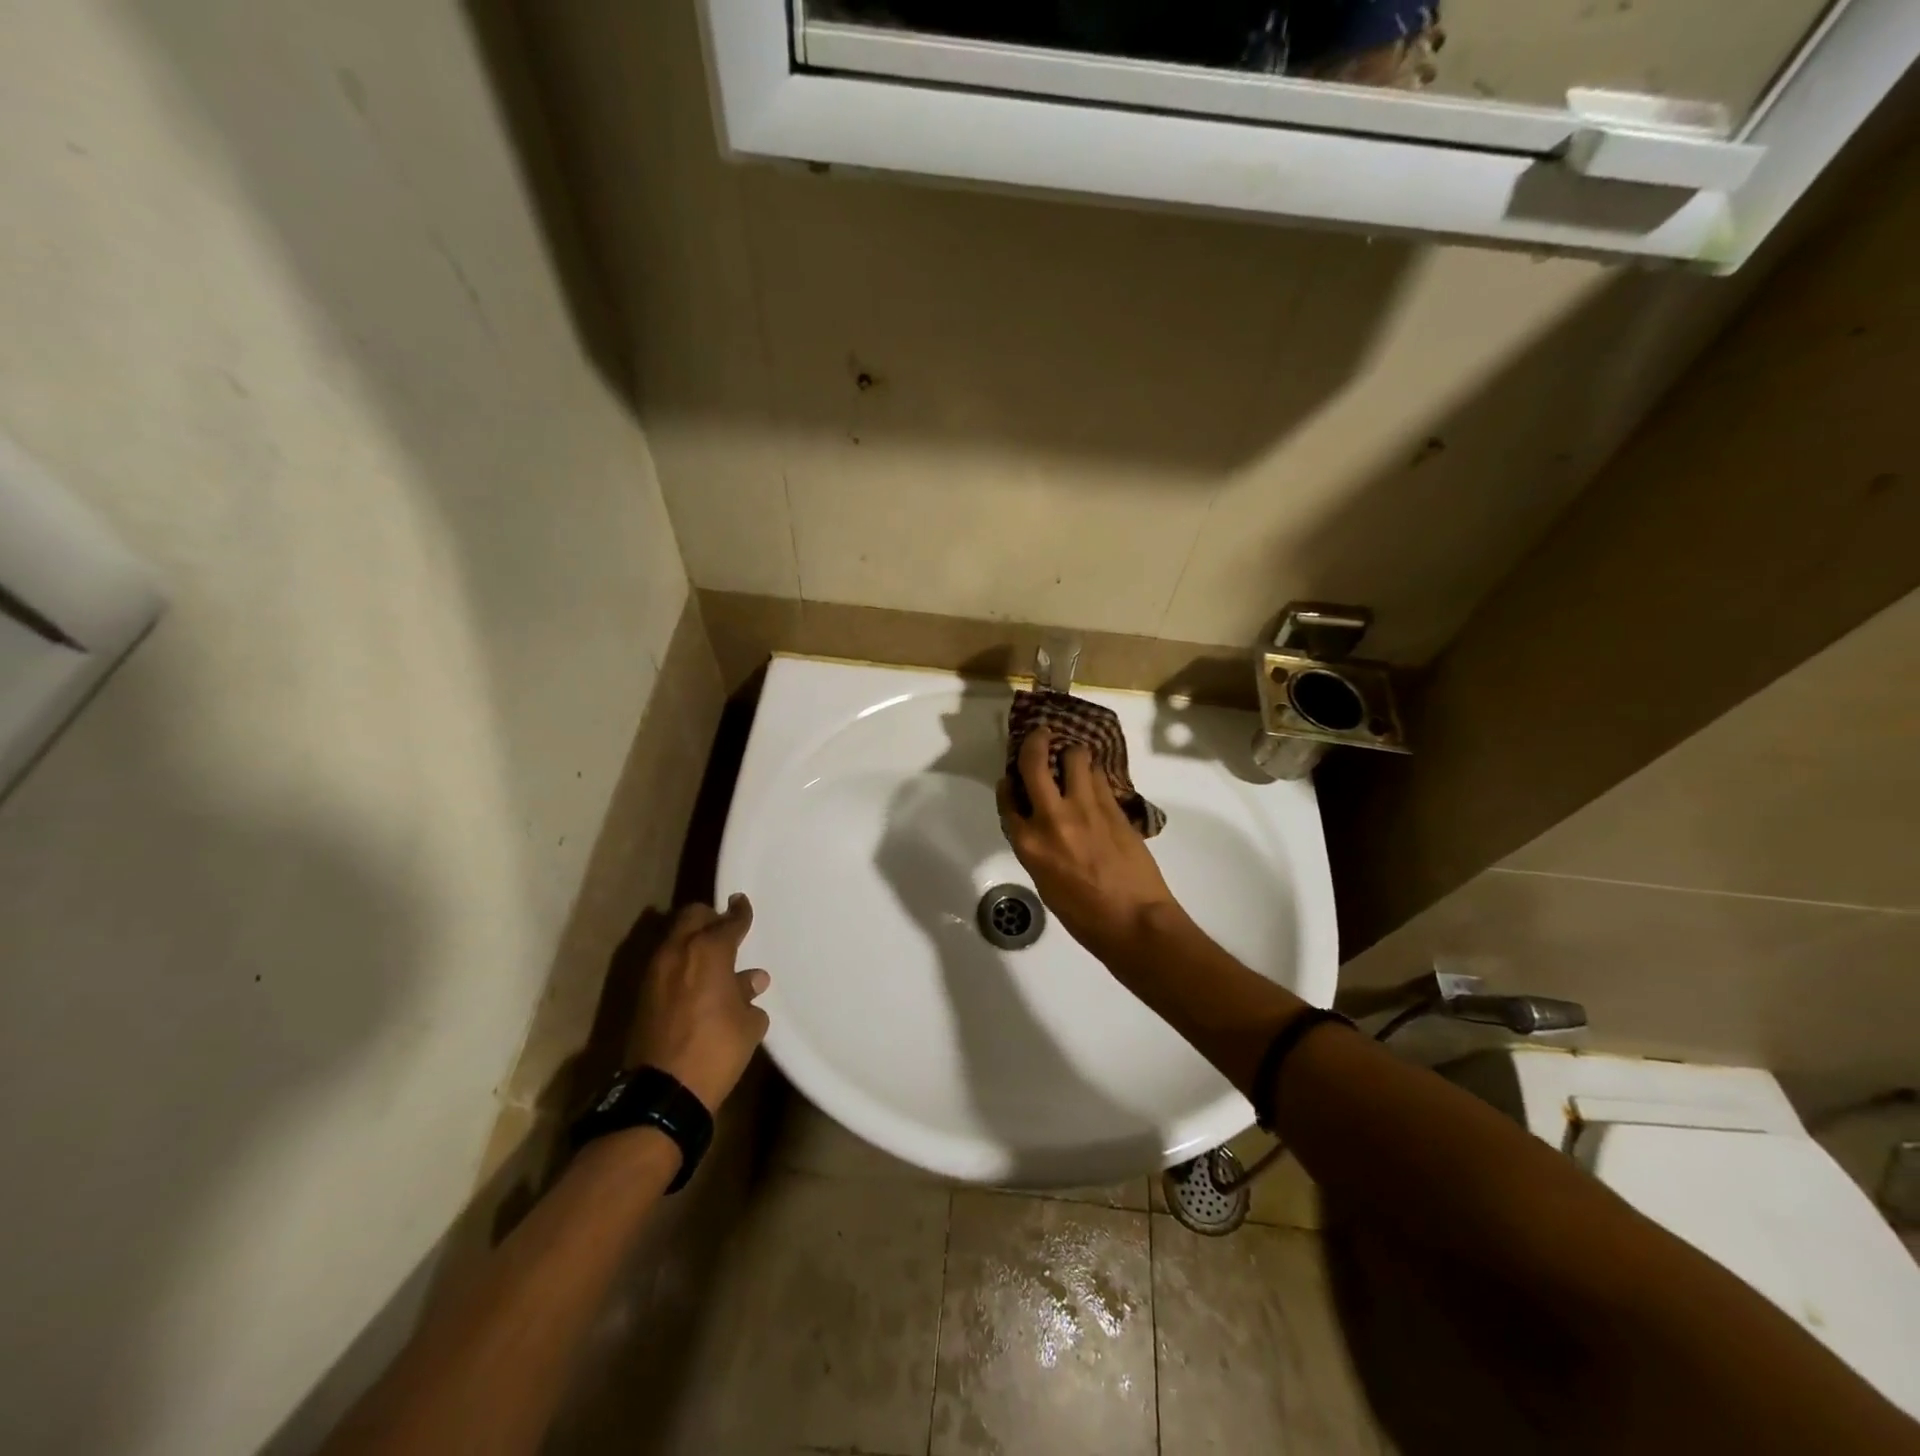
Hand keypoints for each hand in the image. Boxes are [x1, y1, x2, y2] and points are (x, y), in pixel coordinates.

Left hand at [625, 895, 771, 1113]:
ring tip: (711, 955)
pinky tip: (695, 978)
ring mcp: (655, 971)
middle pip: (692, 916)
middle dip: (710, 917)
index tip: (743, 903)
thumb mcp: (747, 1023)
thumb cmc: (716, 1050)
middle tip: (725, 928)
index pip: (729, 921)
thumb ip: (748, 994)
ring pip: (675, 936)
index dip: (740, 912)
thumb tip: (751, 980)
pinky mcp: (642, 993)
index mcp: (708, 951)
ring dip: (692, 938)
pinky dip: (680, 960)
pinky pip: (665, 961)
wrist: (663, 1092)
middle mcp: (678, 952)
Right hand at [996, 729, 1187, 968]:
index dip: (1007, 783)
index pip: (1007, 799)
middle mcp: (1051, 817)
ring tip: (1076, 758)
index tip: (1010, 777)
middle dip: (1036, 741)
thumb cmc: (1083, 916)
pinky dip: (1095, 773)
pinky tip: (1096, 777)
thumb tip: (1043, 829)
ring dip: (1074, 753)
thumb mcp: (1046, 883)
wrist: (1133, 921)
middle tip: (1042, 733)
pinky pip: (1100, 777)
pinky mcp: (1114, 807)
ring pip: (1076, 758)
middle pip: (1034, 762)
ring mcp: (1085, 808)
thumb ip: (1038, 849)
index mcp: (1029, 843)